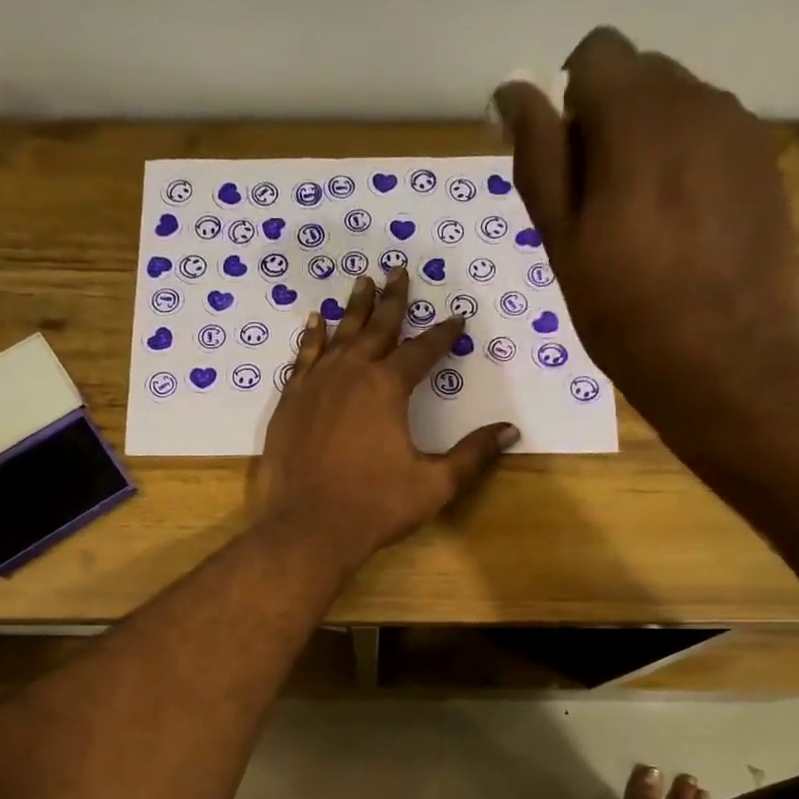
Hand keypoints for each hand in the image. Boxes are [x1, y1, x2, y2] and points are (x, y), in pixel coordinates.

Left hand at [254, 269, 517, 569]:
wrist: (307, 528)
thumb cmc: (374, 507)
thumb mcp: (434, 485)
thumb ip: (472, 455)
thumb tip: (509, 431)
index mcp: (387, 389)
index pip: (421, 351)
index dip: (442, 334)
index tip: (456, 318)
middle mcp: (350, 375)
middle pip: (376, 328)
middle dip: (393, 300)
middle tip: (399, 271)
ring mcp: (314, 386)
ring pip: (338, 336)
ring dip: (353, 309)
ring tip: (362, 281)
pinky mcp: (289, 403)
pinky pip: (303, 358)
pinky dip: (311, 338)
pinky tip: (316, 323)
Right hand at [491, 27, 798, 397]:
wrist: (723, 360)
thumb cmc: (624, 310)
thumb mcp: (562, 241)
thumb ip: (539, 157)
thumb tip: (513, 92)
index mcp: (637, 115)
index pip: (595, 54)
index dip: (570, 104)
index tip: (567, 168)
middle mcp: (697, 101)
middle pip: (640, 77)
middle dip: (611, 124)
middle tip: (600, 209)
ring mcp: (741, 131)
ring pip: (679, 109)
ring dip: (651, 146)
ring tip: (645, 228)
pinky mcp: (766, 166)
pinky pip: (714, 141)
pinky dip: (689, 168)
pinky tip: (685, 234)